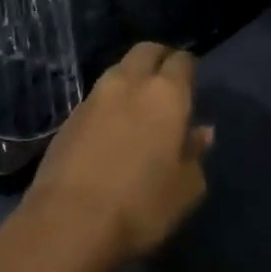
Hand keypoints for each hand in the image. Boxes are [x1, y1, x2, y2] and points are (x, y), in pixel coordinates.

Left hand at [21, 43, 211, 264]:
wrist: (69, 220)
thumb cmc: (141, 205)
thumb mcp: (185, 189)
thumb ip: (195, 154)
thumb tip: (201, 132)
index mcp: (165, 94)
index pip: (181, 61)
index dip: (188, 67)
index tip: (192, 80)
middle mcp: (129, 83)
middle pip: (146, 51)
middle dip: (158, 58)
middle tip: (167, 81)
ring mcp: (95, 96)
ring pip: (118, 69)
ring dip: (131, 78)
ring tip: (139, 104)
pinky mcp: (70, 115)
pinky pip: (98, 96)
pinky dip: (110, 101)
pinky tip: (112, 126)